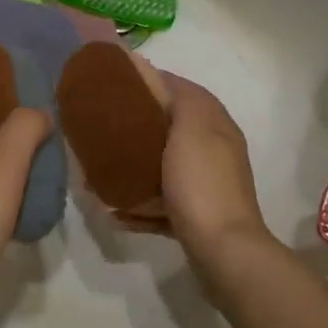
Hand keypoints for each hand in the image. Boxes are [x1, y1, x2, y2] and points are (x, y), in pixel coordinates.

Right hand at [122, 76, 275, 271]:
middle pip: (172, 128)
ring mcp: (205, 185)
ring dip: (136, 166)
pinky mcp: (194, 215)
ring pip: (164, 166)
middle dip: (140, 125)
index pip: (184, 90)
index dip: (154, 81)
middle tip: (106, 125)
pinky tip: (115, 209)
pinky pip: (160, 203)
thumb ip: (179, 99)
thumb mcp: (191, 129)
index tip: (119, 83)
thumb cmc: (202, 183)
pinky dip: (139, 204)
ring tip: (104, 167)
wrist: (223, 250)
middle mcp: (214, 150)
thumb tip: (158, 77)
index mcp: (215, 125)